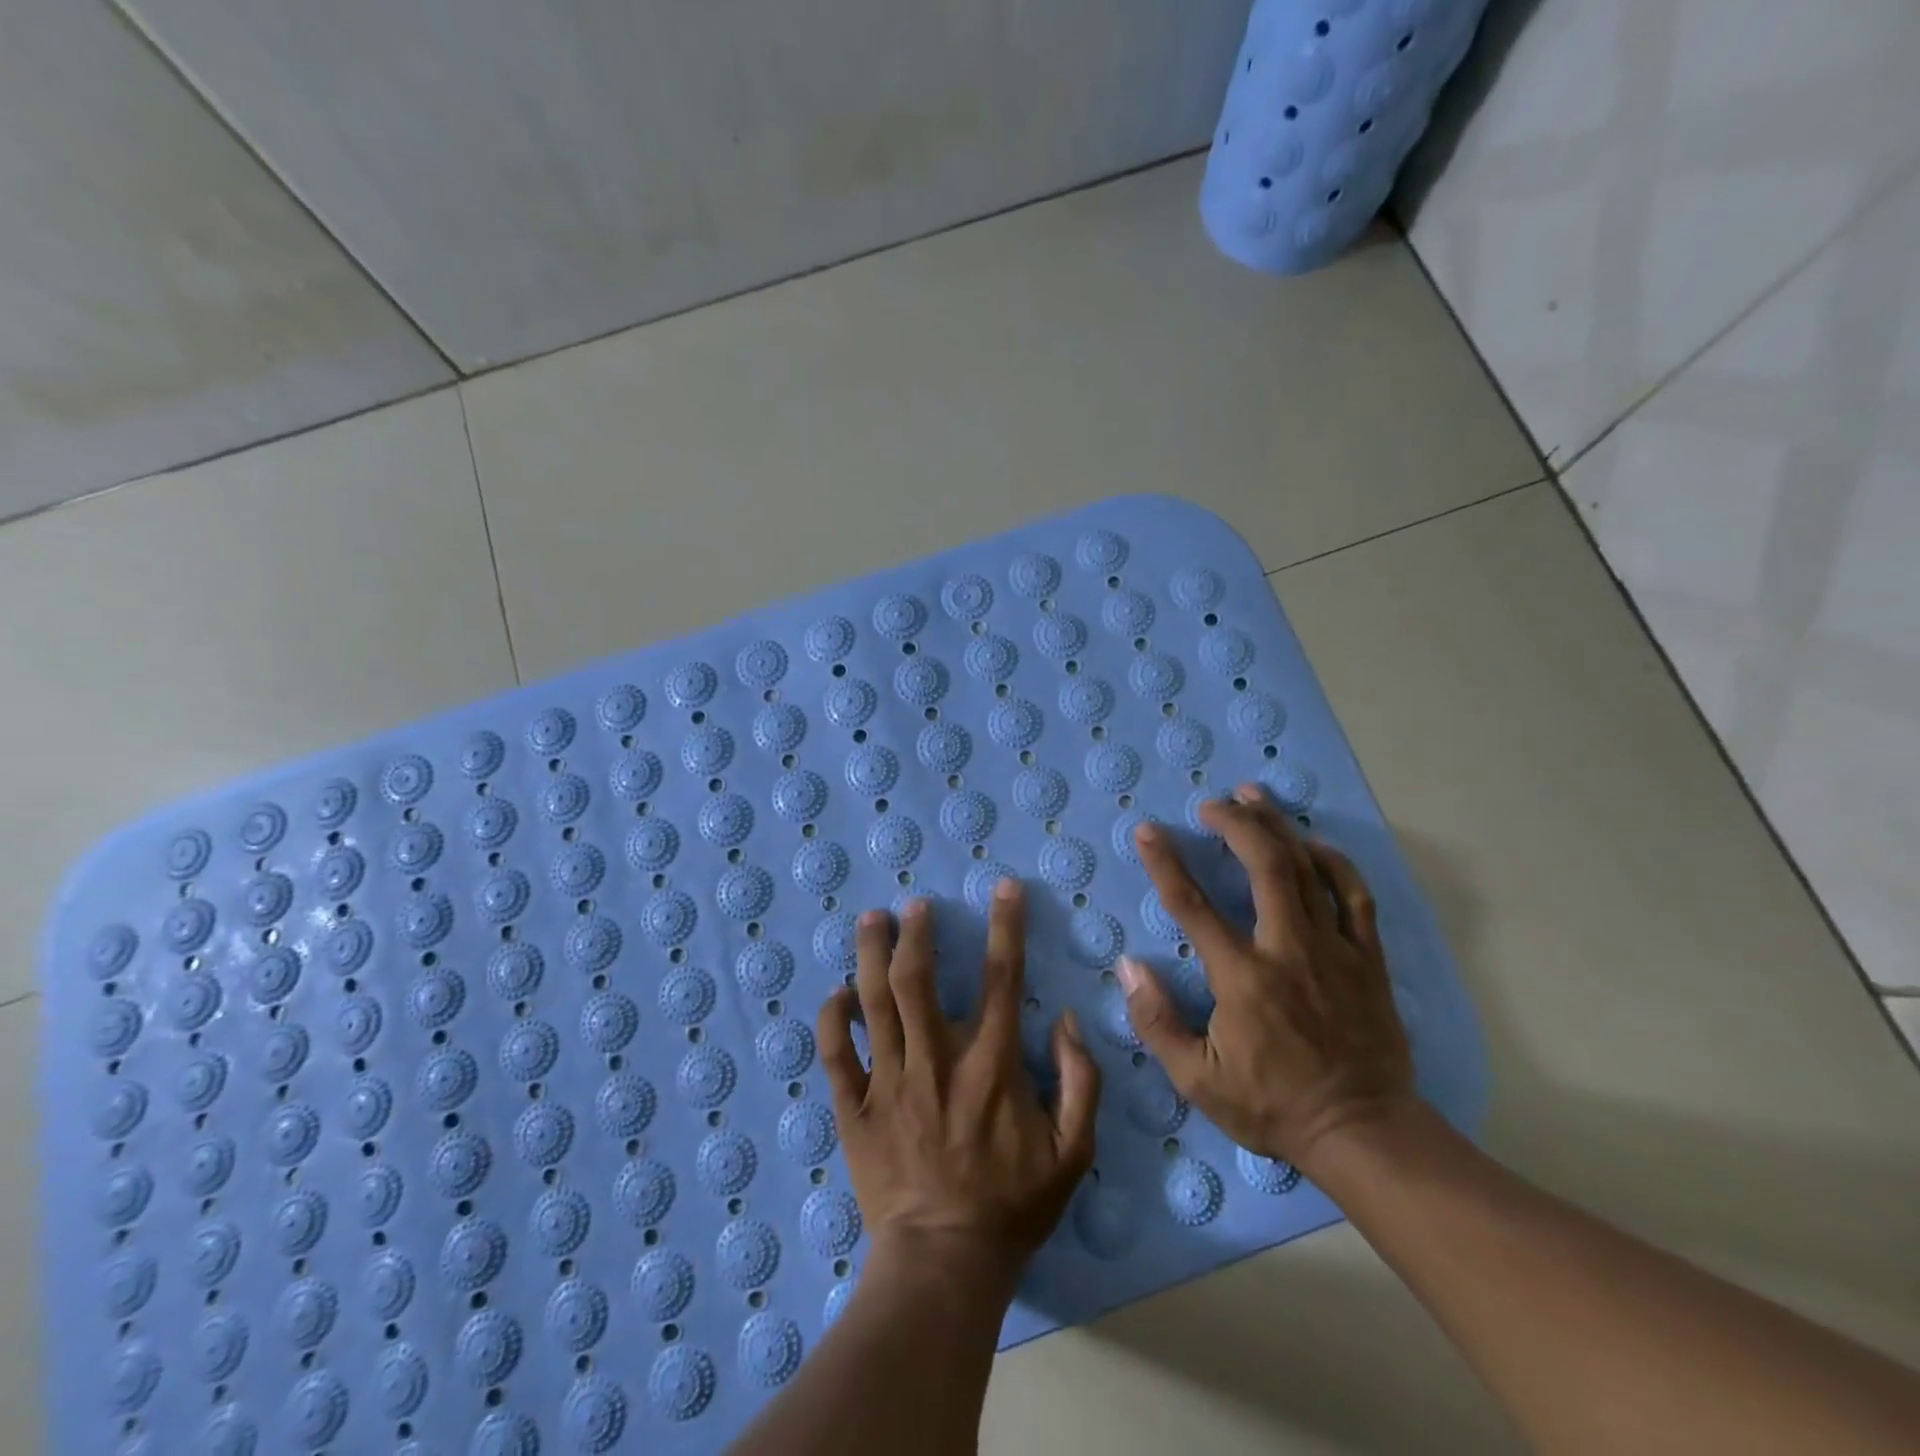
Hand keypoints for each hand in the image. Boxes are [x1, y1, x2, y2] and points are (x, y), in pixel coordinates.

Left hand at [818, 882, 1101, 1280]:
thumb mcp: (1073, 1151)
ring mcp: (890, 1083)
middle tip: (913, 905)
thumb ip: (1081, 1080)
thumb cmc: (1011, 1205)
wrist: (945, 1262)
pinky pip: (836, 1054)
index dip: (1005, 926)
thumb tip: (1065, 1020)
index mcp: (991, 1065)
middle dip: (915, 933)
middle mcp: (937, 1060)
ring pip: (873, 1004)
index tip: (1004, 888)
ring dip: (870, 955)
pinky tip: (836, 993)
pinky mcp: (855, 1109)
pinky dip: (832, 1019)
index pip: (1002, 978)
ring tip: (871, 920)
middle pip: (918, 979)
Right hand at [1117, 783, 1413, 1172]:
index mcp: (1242, 976)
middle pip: (1263, 866)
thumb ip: (1157, 1022)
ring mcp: (1334, 949)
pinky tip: (1316, 844)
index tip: (1148, 830)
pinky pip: (1354, 896)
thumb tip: (1128, 968)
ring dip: (1278, 827)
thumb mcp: (1198, 1080)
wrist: (1363, 1132)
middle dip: (1234, 824)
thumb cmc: (1273, 1106)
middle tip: (1212, 804)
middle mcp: (1287, 948)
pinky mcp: (1368, 959)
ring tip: (1255, 798)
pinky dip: (1335, 863)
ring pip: (1308, 869)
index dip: (1166, 862)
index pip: (1193, 905)